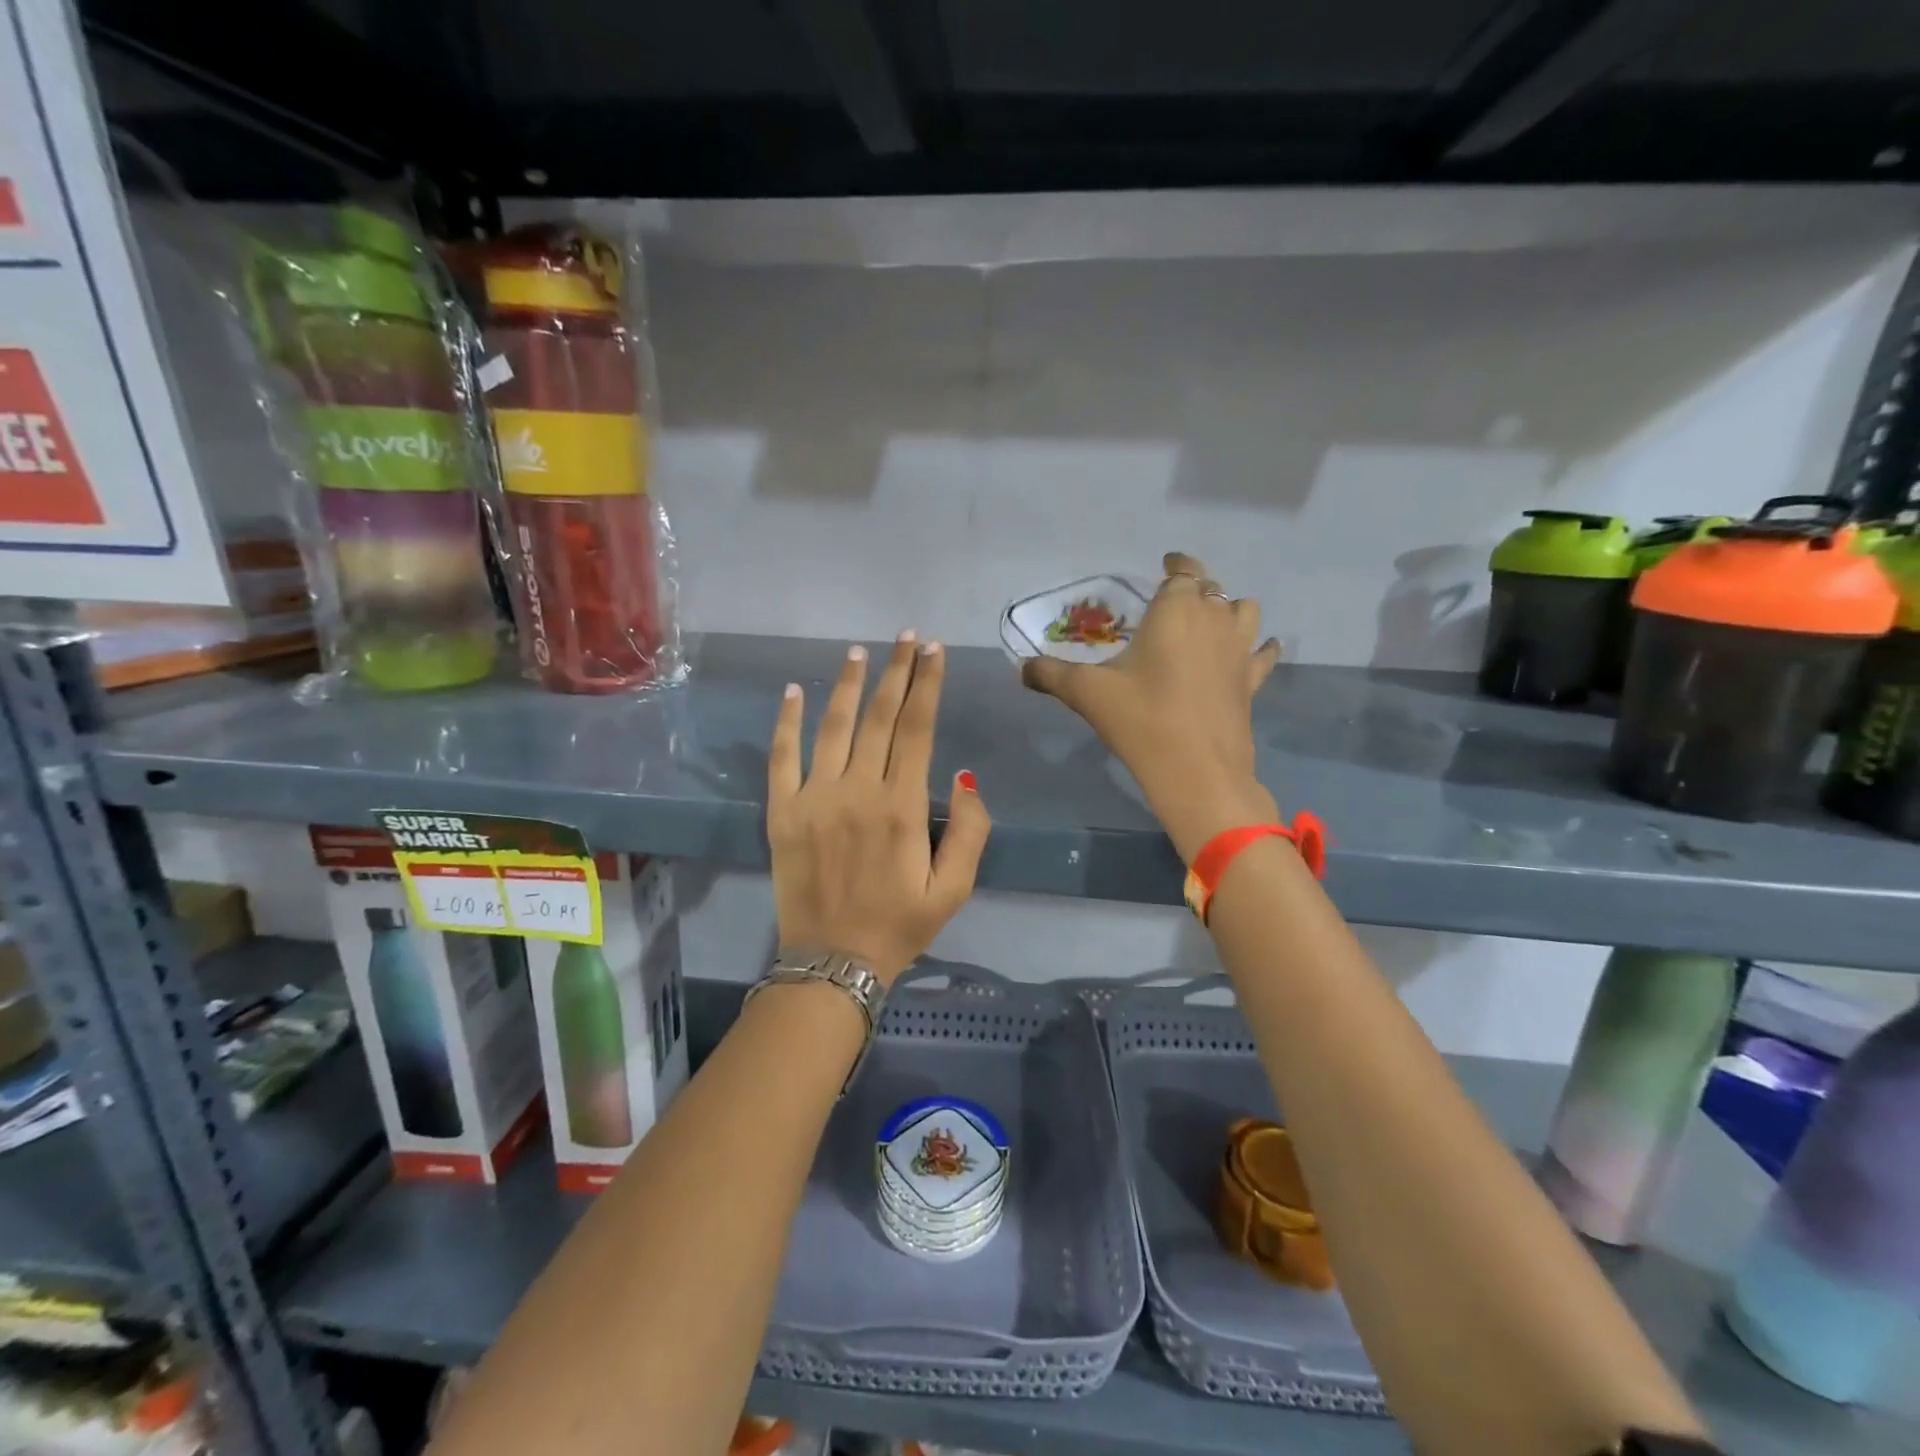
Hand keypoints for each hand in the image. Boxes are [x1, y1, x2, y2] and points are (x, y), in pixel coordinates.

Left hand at [768, 633, 990, 984]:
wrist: (833, 962)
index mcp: (902, 806)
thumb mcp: (955, 889)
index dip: (928, 684)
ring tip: (859, 652)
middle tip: (906, 637)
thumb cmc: (900, 925)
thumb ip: (971, 830)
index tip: (935, 651)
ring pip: (834, 726)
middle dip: (897, 671)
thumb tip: (963, 776)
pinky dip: (788, 721)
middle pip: (881, 717)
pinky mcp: (782, 812)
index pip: (918, 728)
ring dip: (849, 685)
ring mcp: (814, 798)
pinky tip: (795, 690)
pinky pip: (782, 757)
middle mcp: (858, 790)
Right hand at [1022, 553, 1280, 859]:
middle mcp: (1213, 619)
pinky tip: (1255, 650)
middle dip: (1194, 589)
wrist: (1197, 771)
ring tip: (1211, 620)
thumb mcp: (1087, 693)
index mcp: (1175, 610)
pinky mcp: (1251, 681)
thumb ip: (1051, 675)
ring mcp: (1238, 649)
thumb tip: (1022, 668)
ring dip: (1229, 608)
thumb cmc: (1141, 719)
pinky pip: (1262, 653)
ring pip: (1244, 610)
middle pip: (1211, 588)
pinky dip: (1260, 647)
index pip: (1183, 571)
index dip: (1176, 565)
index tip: (1166, 564)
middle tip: (1172, 603)